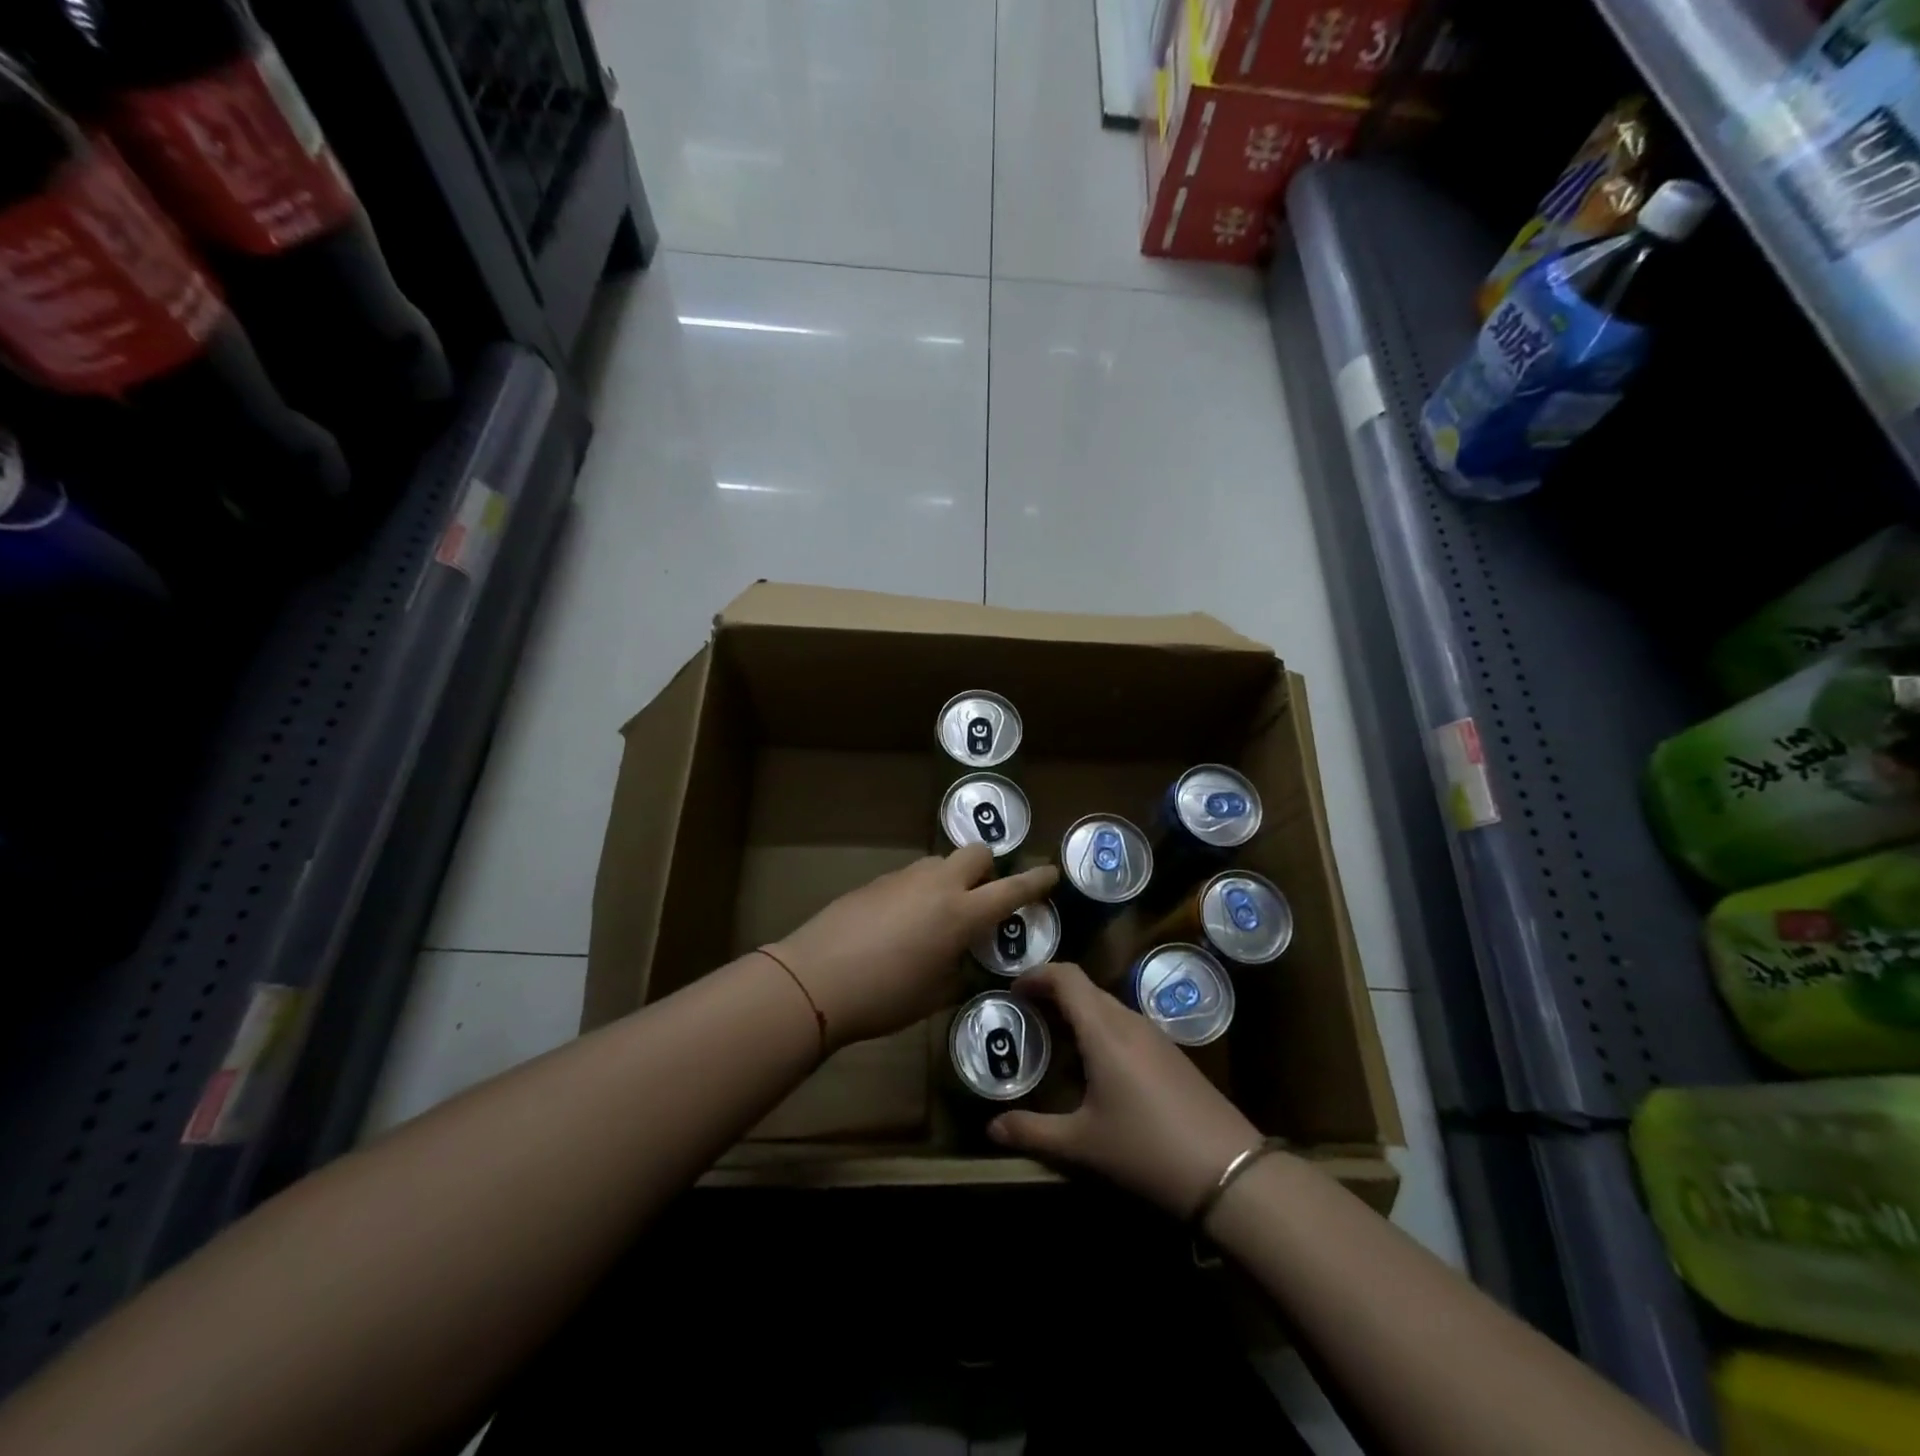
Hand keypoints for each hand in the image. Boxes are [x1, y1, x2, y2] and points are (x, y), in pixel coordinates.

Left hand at [769, 846, 1057, 1050]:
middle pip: (976, 853)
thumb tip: (962, 958)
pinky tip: (902, 923)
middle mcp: (938, 885)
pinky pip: (912, 877)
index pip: (1011, 889)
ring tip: (939, 915)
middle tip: (982, 898)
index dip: (1036, 881)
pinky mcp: (876, 881)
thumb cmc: (885, 996)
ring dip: (951, 878)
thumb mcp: (935, 995)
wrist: (816, 978)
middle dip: (988, 868)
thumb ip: (959, 969)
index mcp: (962, 914)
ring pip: (941, 862)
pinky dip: (920, 891)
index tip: (1051, 871)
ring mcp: (904, 878)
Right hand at [988, 962, 1261, 1217]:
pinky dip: (1100, 1029)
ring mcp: (1155, 1036)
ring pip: (1107, 1007)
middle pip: (1085, 989)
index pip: (1066, 977)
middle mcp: (1129, 1021)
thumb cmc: (1146, 1149)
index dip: (1037, 975)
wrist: (1229, 1171)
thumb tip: (991, 1129)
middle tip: (1025, 1016)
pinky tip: (1095, 1067)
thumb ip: (1032, 1132)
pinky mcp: (1172, 1054)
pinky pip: (1126, 1025)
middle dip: (1052, 994)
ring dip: (1078, 1012)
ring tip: (1054, 1040)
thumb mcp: (1082, 1145)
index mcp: (1104, 1030)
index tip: (1013, 990)